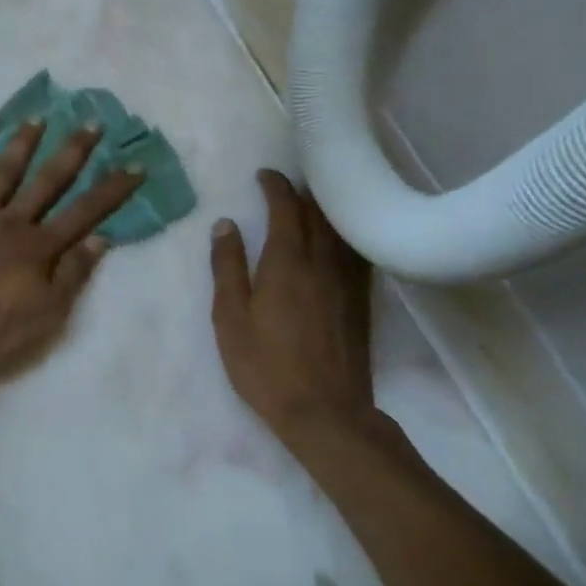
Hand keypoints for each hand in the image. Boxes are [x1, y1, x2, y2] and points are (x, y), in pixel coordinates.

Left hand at [0, 122, 141, 370]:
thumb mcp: (45, 314)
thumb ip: (72, 275)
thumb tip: (100, 239)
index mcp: (39, 247)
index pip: (85, 213)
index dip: (111, 190)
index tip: (135, 165)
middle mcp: (12, 221)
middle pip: (47, 181)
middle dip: (73, 152)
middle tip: (91, 122)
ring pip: (3, 172)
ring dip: (22, 144)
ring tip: (37, 118)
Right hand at [210, 169, 376, 445]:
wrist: (324, 410)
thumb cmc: (265, 365)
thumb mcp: (229, 318)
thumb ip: (227, 267)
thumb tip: (225, 224)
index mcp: (286, 262)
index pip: (286, 209)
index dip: (276, 187)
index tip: (263, 175)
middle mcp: (322, 262)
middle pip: (318, 213)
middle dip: (302, 191)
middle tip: (286, 181)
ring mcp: (347, 281)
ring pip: (340, 230)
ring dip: (325, 209)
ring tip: (311, 199)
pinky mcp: (360, 300)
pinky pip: (355, 251)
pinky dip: (344, 233)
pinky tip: (339, 236)